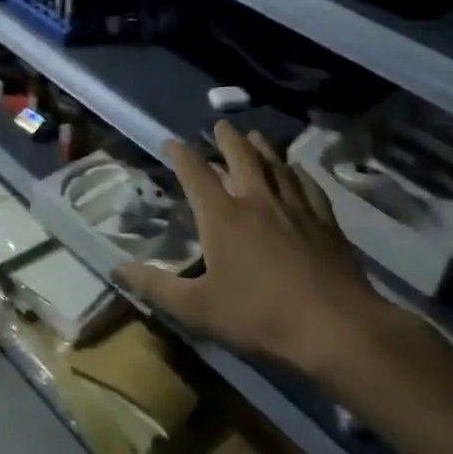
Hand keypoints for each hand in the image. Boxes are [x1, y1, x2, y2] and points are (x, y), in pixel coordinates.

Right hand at [114, 122, 403, 380]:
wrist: (335, 327)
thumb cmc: (260, 317)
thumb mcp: (198, 309)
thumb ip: (156, 287)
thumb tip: (116, 269)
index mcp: (223, 216)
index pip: (196, 173)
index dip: (181, 155)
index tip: (172, 142)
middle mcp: (257, 200)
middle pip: (241, 156)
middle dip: (227, 139)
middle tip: (220, 126)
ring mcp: (295, 207)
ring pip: (276, 165)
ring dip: (262, 147)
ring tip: (254, 135)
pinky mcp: (325, 221)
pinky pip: (307, 185)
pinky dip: (297, 172)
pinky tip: (296, 170)